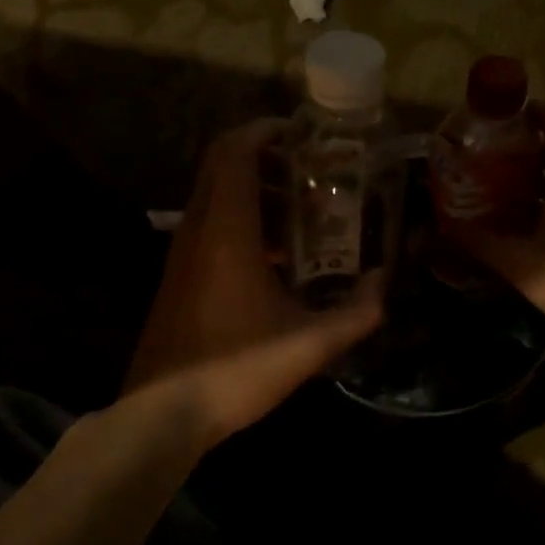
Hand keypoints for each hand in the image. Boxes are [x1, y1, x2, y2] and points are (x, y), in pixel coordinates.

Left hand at [124, 120, 384, 446]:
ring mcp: (183, 253)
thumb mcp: (309, 344)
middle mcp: (198, 230)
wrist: (163, 413)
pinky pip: (210, 225)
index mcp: (226, 230)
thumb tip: (381, 284)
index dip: (265, 131)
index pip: (234, 151)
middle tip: (312, 172)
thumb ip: (356, 313)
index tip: (304, 135)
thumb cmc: (237, 368)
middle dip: (267, 158)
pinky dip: (243, 221)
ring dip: (256, 192)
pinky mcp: (179, 276)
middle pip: (222, 166)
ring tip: (304, 214)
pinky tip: (279, 258)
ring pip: (215, 196)